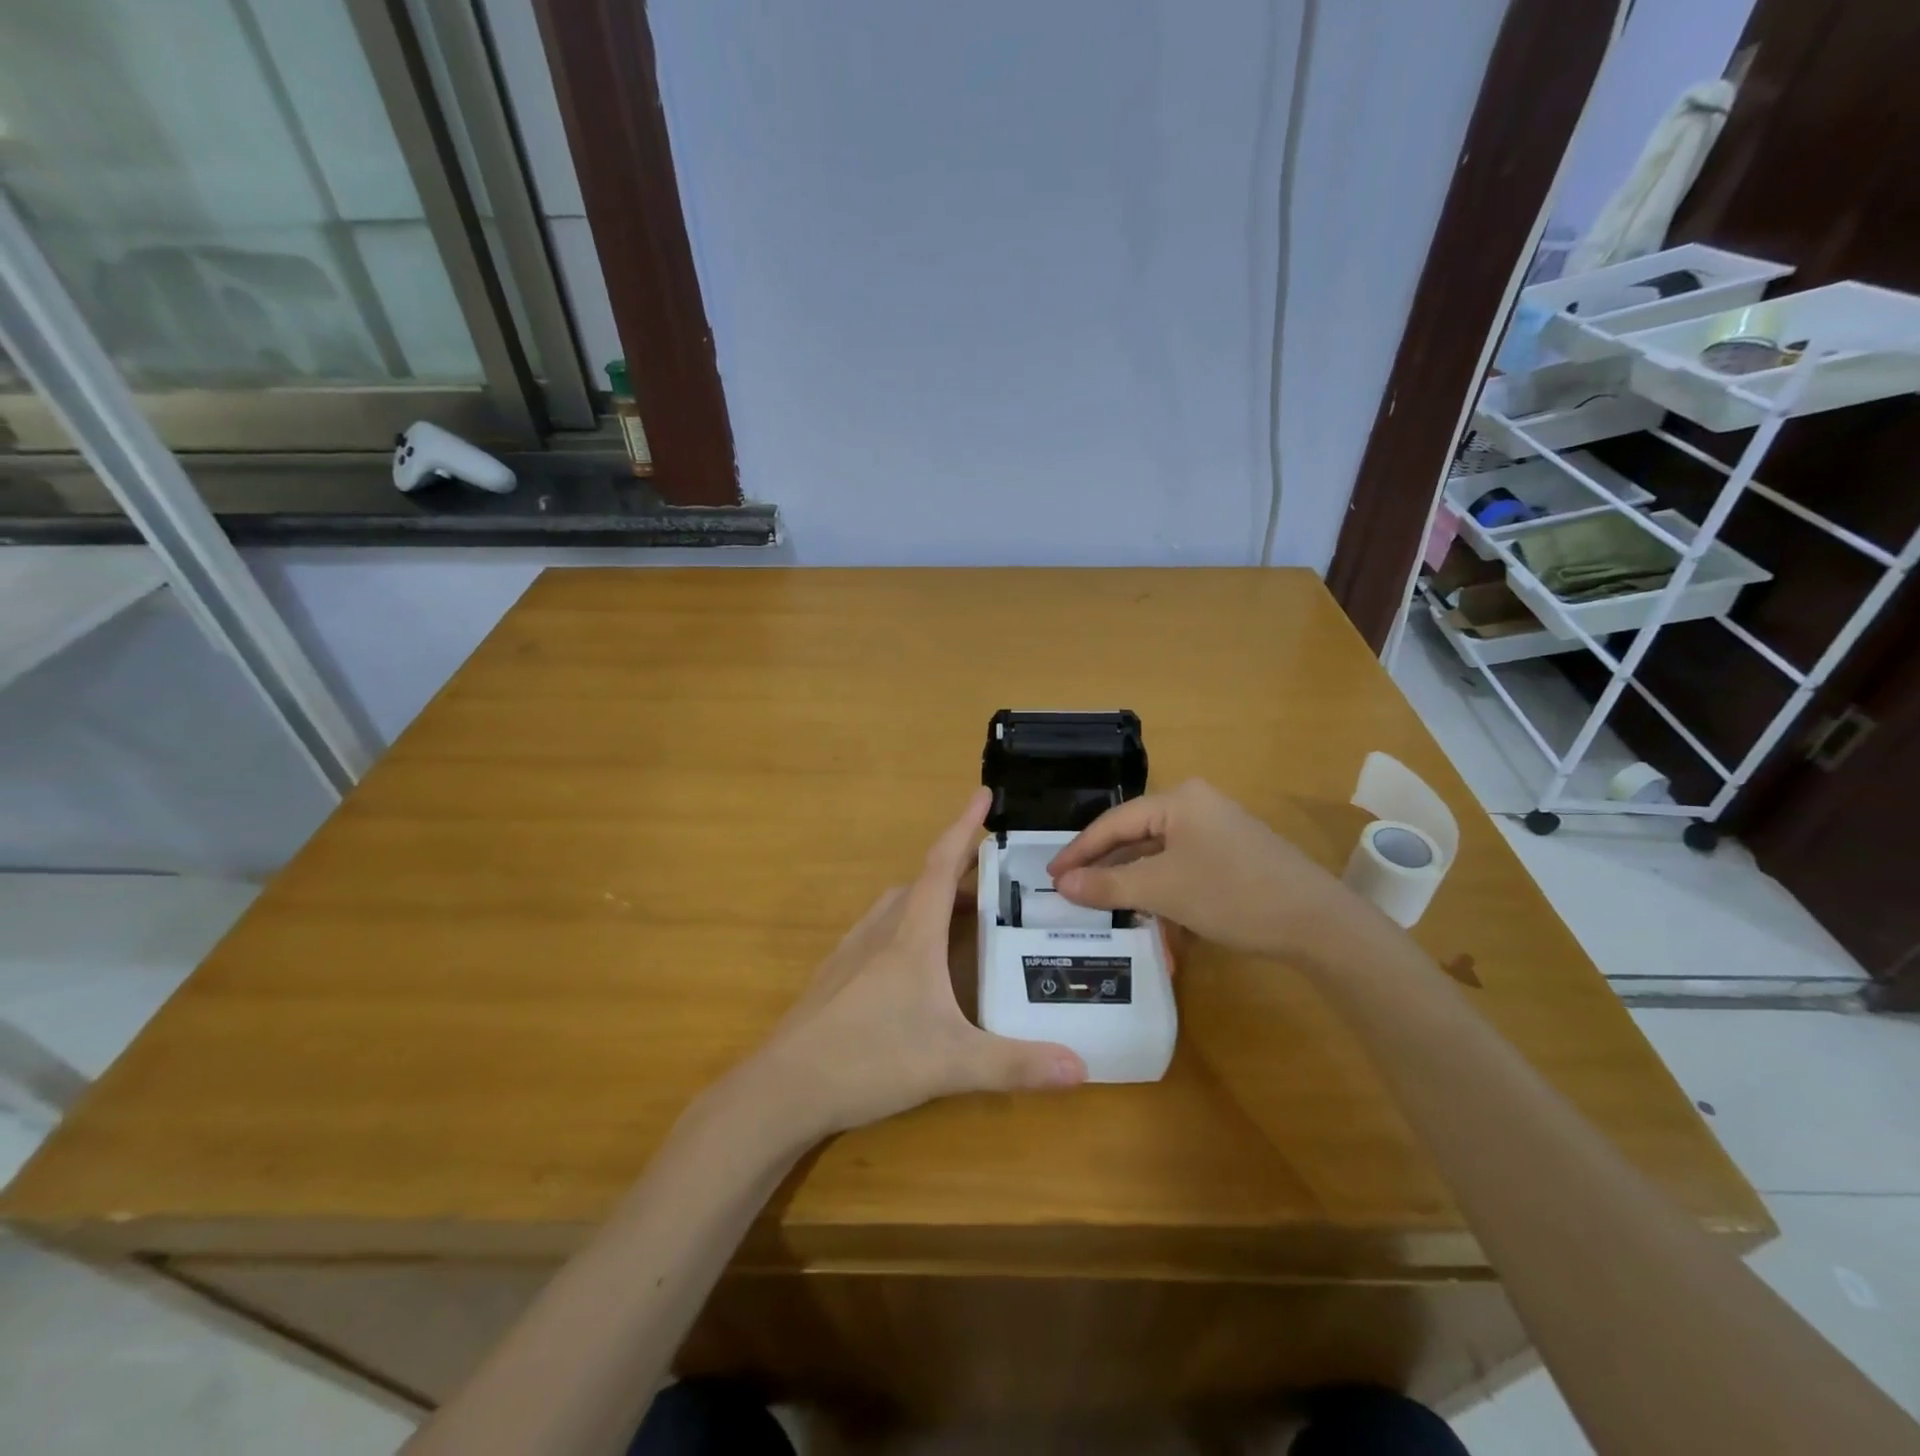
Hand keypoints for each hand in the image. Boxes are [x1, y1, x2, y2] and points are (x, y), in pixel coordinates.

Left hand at [742, 789, 1087, 1142]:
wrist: (785, 1086)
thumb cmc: (870, 1059)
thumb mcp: (951, 1064)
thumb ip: (1016, 1065)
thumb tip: (1082, 1069)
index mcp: (912, 935)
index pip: (942, 865)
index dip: (963, 825)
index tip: (983, 793)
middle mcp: (882, 930)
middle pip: (924, 884)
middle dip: (960, 871)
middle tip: (996, 876)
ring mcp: (854, 951)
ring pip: (899, 906)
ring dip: (933, 898)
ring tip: (964, 915)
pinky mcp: (838, 974)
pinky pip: (881, 930)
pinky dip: (909, 925)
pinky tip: (917, 962)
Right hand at [1047, 779, 1365, 963]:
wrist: (1317, 924)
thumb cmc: (1232, 894)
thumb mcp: (1162, 891)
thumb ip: (1107, 886)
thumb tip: (1060, 884)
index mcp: (1179, 800)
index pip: (1114, 822)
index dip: (1079, 851)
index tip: (1051, 876)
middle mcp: (1197, 805)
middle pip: (1136, 835)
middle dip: (1106, 867)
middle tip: (1072, 891)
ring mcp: (1218, 830)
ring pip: (1159, 854)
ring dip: (1134, 883)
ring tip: (1105, 906)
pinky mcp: (1233, 855)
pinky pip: (1183, 867)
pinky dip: (1163, 889)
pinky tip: (1152, 914)